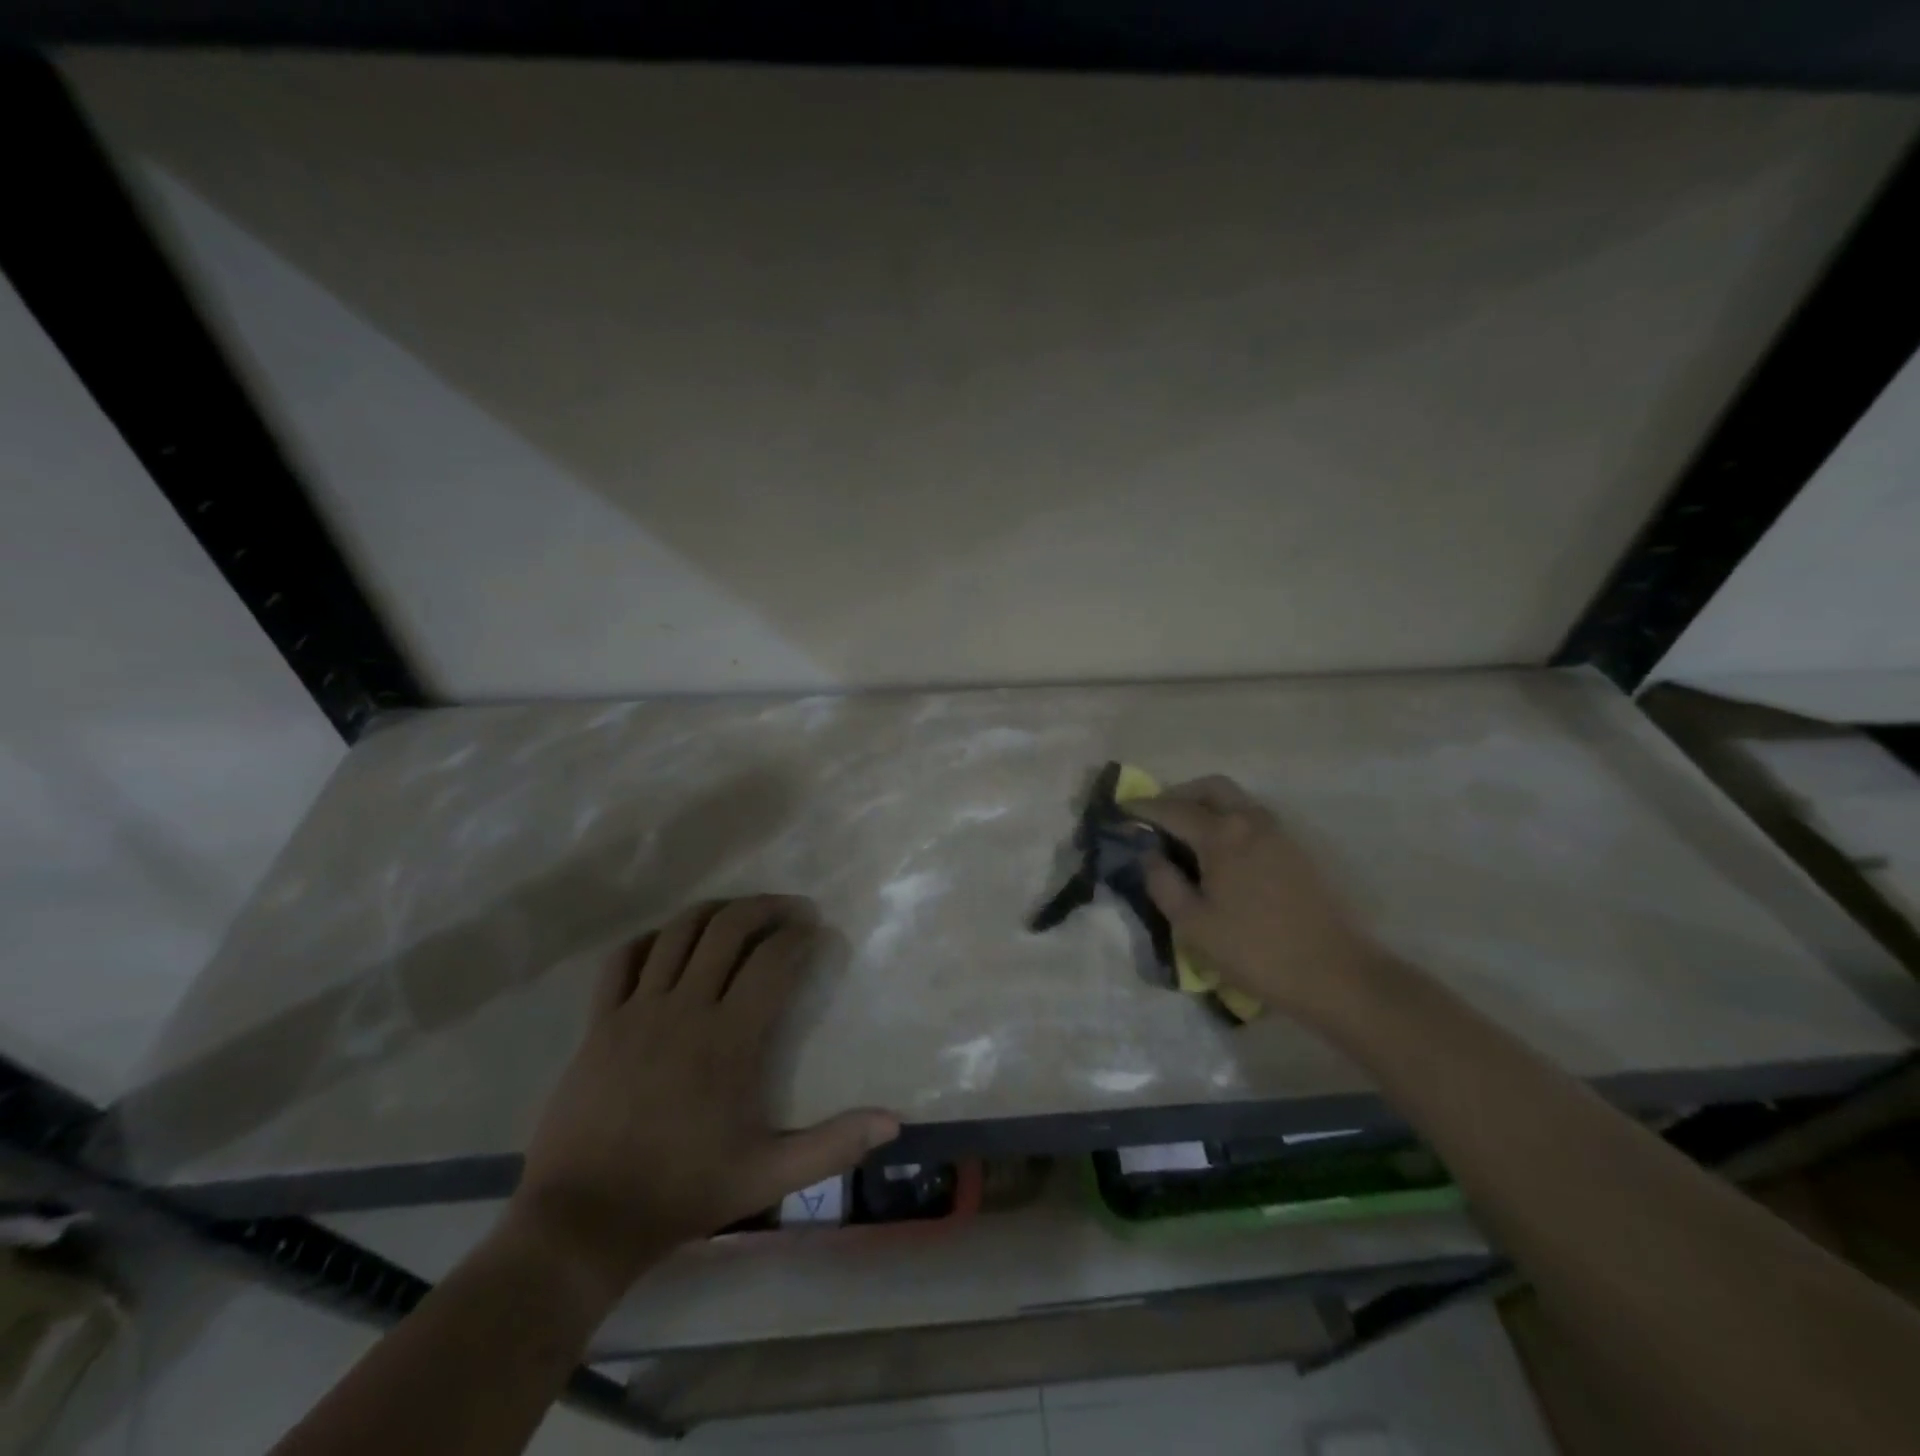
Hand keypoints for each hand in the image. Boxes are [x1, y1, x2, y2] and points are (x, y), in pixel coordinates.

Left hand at [508, 897, 899, 1308]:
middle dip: (765, 906)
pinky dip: (650, 940)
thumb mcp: (769, 1176)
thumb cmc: (683, 1192)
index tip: (816, 932)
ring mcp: (637, 1010)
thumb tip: (894, 1122)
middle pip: (728, 928)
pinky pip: (623, 959)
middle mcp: (685, 1008)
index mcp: (729, 1039)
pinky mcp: (599, 1022)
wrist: (583, 1221)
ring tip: (739, 914)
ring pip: (678, 931)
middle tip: (790, 909)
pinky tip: (668, 944)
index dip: (800, 937)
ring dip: (715, 911)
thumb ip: (833, 1146)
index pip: (773, 961)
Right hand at [1133, 777, 1382, 1023]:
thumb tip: (1150, 855)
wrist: (1334, 974)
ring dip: (1207, 805)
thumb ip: (1163, 883)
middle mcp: (1251, 822)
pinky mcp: (1296, 850)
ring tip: (1185, 834)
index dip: (1143, 808)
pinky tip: (1220, 852)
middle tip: (1157, 817)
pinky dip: (1229, 820)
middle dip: (1179, 794)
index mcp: (1222, 835)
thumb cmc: (1254, 950)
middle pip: (1211, 788)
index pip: (1172, 809)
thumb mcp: (1193, 925)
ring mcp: (1279, 833)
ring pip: (1236, 800)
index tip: (1120, 811)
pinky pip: (1253, 818)